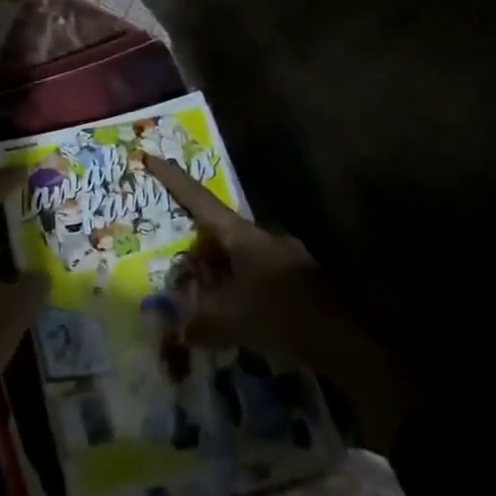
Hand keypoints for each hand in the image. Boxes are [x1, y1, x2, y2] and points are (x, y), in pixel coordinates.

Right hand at [142, 153, 328, 357]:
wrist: (343, 337)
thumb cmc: (276, 313)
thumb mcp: (226, 318)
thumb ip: (198, 321)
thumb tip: (181, 330)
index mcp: (241, 235)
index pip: (199, 200)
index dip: (174, 180)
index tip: (153, 157)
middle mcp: (264, 238)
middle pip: (221, 233)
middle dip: (201, 248)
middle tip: (184, 269)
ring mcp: (288, 257)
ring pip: (243, 257)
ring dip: (224, 272)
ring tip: (210, 300)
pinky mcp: (303, 282)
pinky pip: (263, 279)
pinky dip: (246, 291)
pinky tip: (242, 318)